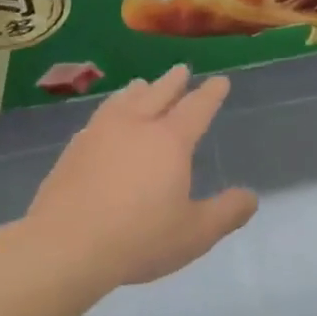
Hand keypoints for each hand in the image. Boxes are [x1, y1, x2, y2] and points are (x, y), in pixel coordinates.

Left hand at [27, 65, 258, 287]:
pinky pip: (97, 119)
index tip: (220, 81)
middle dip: (173, 82)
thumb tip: (250, 197)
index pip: (197, 108)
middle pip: (157, 94)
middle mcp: (134, 127)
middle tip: (181, 69)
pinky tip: (103, 121)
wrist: (66, 245)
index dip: (211, 94)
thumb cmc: (139, 238)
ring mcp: (98, 134)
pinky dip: (109, 111)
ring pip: (122, 101)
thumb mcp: (195, 233)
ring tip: (140, 84)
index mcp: (169, 141)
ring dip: (137, 90)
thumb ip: (226, 213)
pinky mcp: (72, 150)